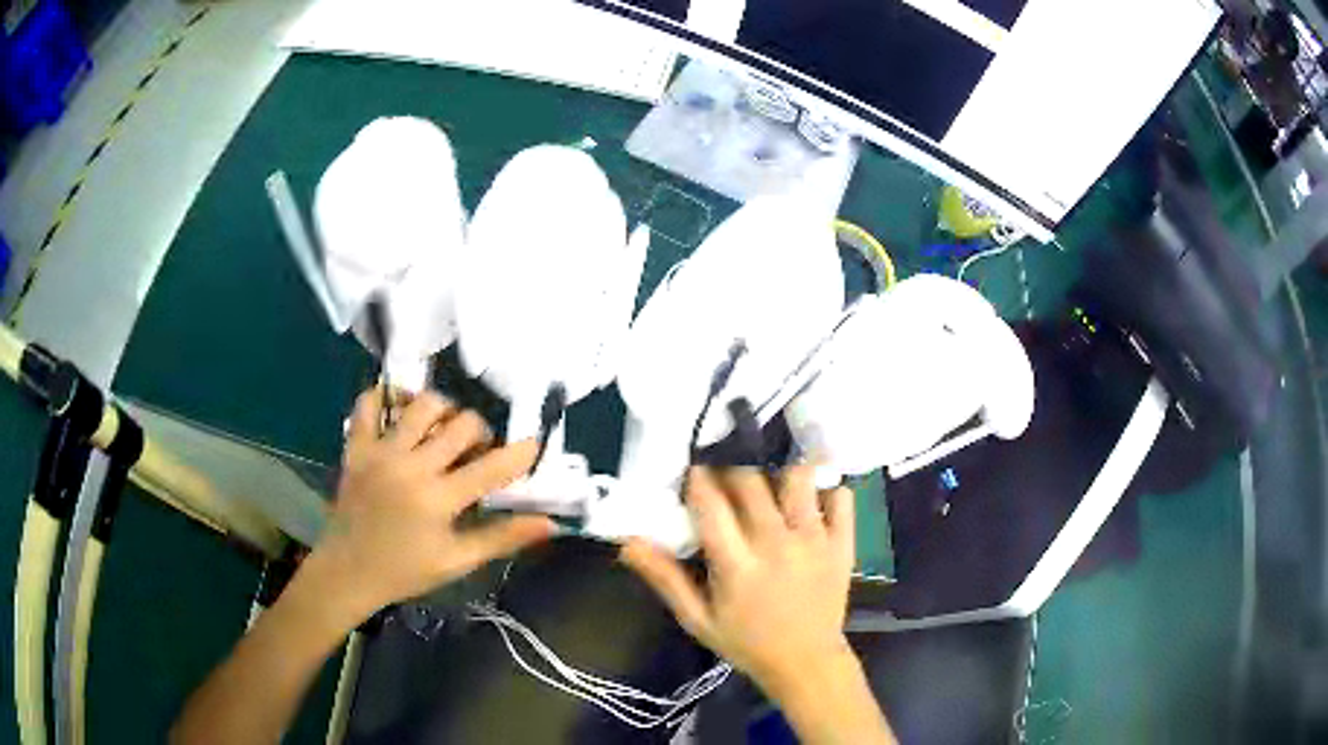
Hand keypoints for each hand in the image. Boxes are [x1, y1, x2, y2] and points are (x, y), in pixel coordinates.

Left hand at [309, 388, 556, 624]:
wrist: (347, 573)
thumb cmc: (405, 572)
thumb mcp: (457, 562)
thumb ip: (503, 538)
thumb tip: (551, 523)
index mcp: (438, 500)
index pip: (491, 467)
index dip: (519, 453)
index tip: (532, 445)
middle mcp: (410, 467)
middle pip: (461, 424)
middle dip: (480, 432)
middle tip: (476, 452)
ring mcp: (380, 452)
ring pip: (421, 404)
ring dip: (442, 411)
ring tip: (441, 431)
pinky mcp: (356, 447)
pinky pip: (368, 404)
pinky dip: (386, 398)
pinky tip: (401, 413)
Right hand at [622, 465, 855, 694]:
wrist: (805, 663)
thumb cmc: (746, 642)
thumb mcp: (697, 619)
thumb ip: (664, 578)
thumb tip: (627, 541)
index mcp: (736, 564)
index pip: (711, 503)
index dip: (698, 478)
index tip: (693, 470)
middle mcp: (776, 543)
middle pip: (751, 480)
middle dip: (732, 468)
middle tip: (726, 476)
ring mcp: (814, 540)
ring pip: (798, 478)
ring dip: (780, 472)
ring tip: (770, 481)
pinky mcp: (842, 543)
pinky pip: (841, 496)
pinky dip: (827, 489)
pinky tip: (812, 498)